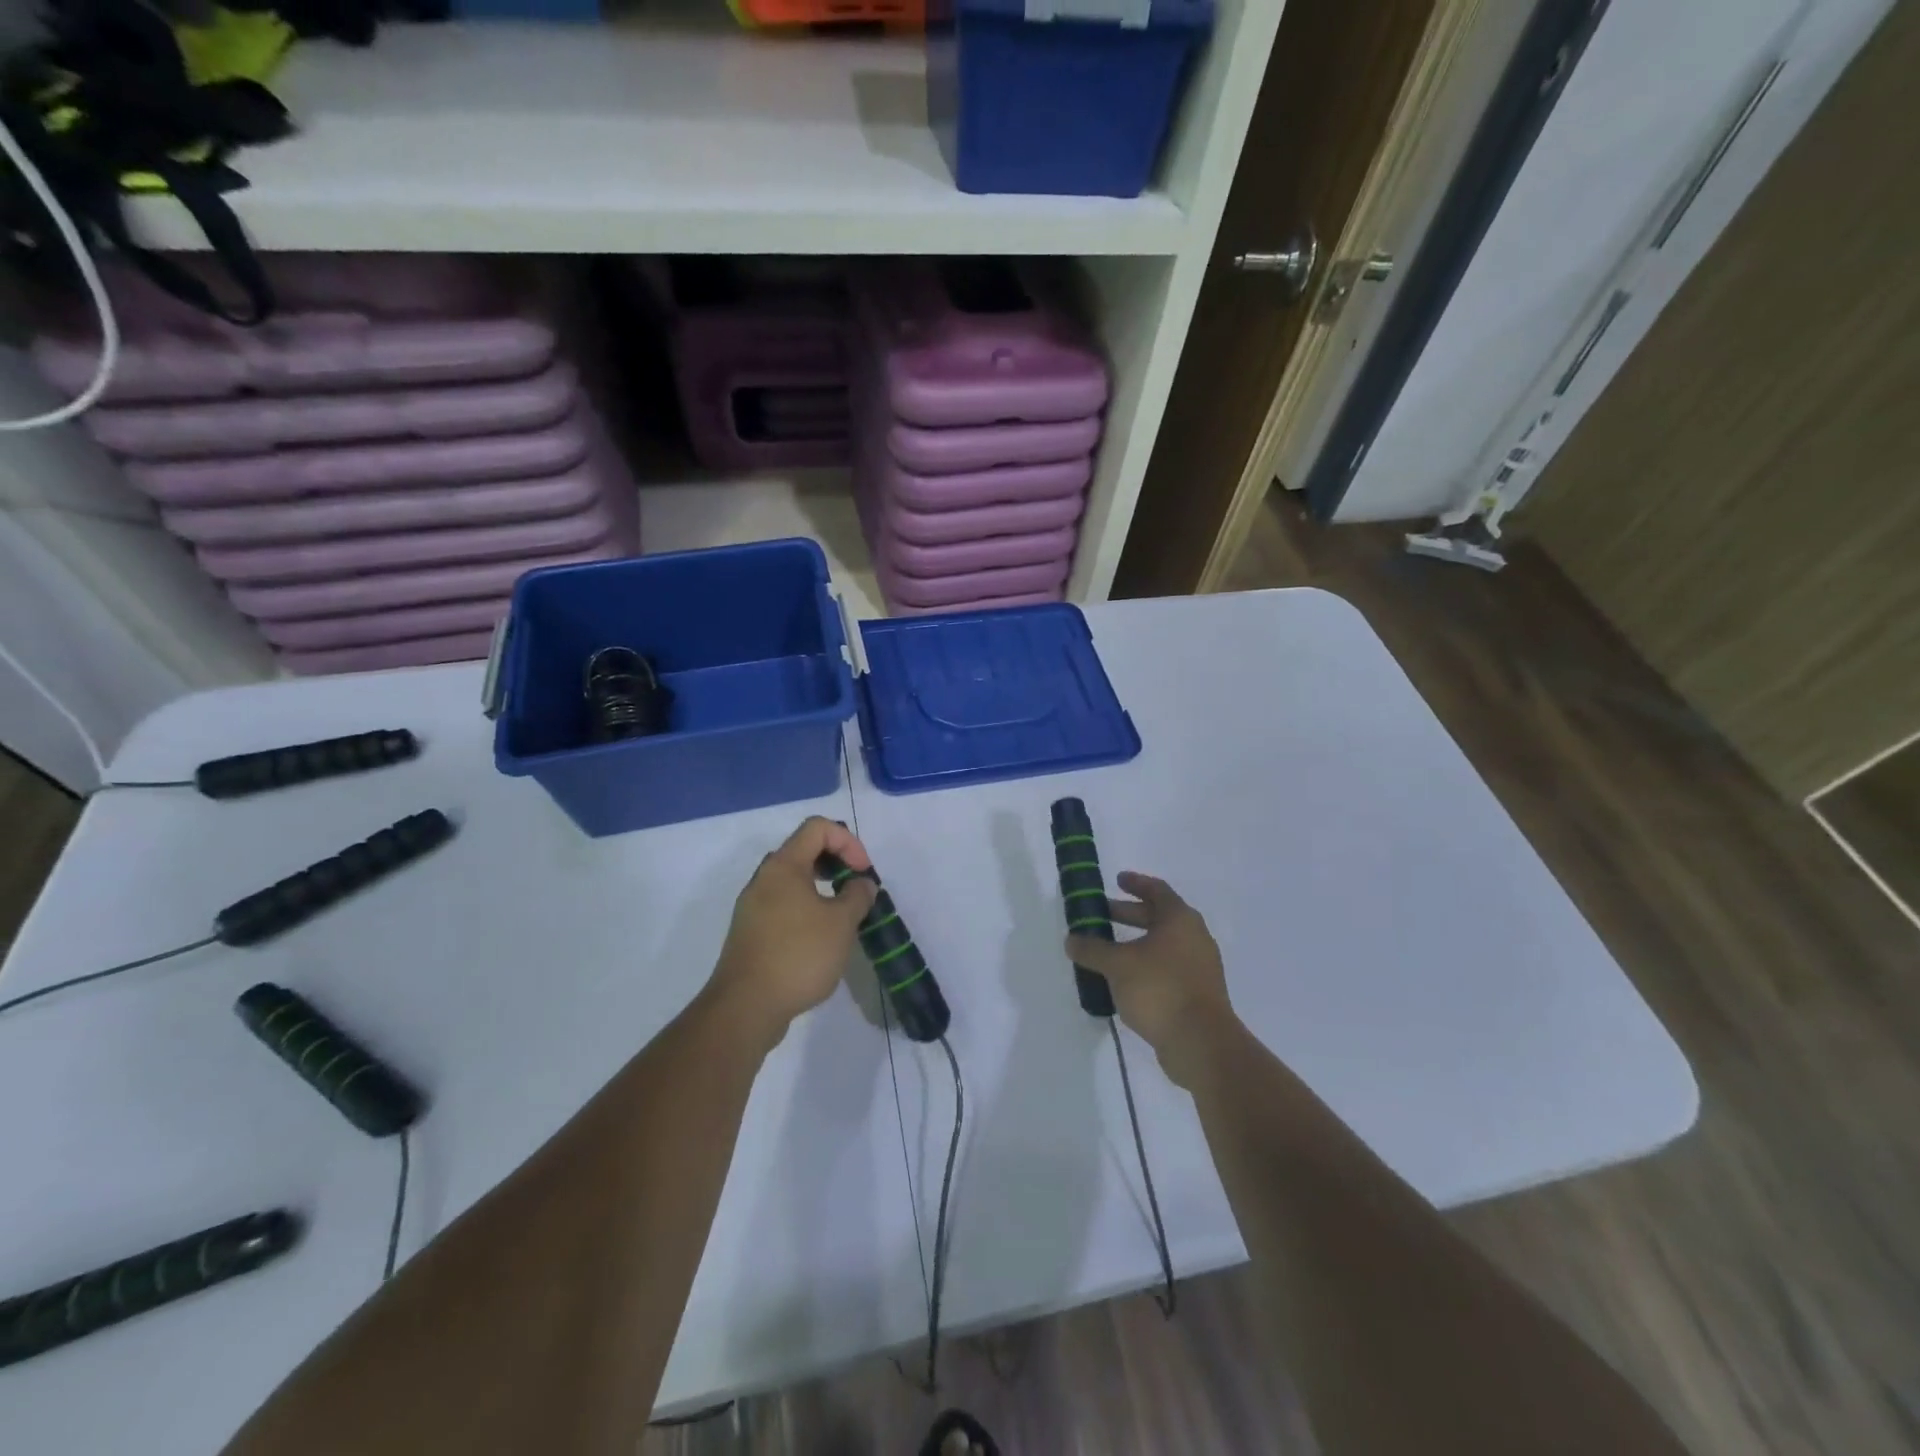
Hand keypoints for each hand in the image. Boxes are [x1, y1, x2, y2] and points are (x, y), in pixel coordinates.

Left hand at [707, 816, 878, 1049]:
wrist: (745, 1007)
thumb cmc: (798, 955)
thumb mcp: (841, 923)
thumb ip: (857, 896)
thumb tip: (861, 883)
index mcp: (783, 866)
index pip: (817, 828)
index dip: (847, 841)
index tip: (863, 873)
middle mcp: (763, 879)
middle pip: (803, 851)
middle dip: (836, 863)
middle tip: (856, 889)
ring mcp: (752, 907)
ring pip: (792, 881)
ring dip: (822, 888)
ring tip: (842, 916)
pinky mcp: (750, 932)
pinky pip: (782, 905)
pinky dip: (806, 909)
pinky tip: (820, 940)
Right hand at [1065, 872, 1233, 1087]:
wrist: (1201, 1043)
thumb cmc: (1159, 989)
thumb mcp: (1117, 965)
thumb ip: (1092, 949)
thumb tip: (1072, 939)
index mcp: (1180, 919)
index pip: (1157, 890)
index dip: (1135, 883)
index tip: (1117, 880)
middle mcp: (1194, 937)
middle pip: (1159, 917)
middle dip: (1129, 914)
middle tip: (1102, 915)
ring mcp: (1200, 966)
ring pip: (1163, 944)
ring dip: (1135, 943)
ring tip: (1107, 951)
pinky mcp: (1198, 993)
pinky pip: (1167, 968)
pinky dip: (1145, 966)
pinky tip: (1124, 980)